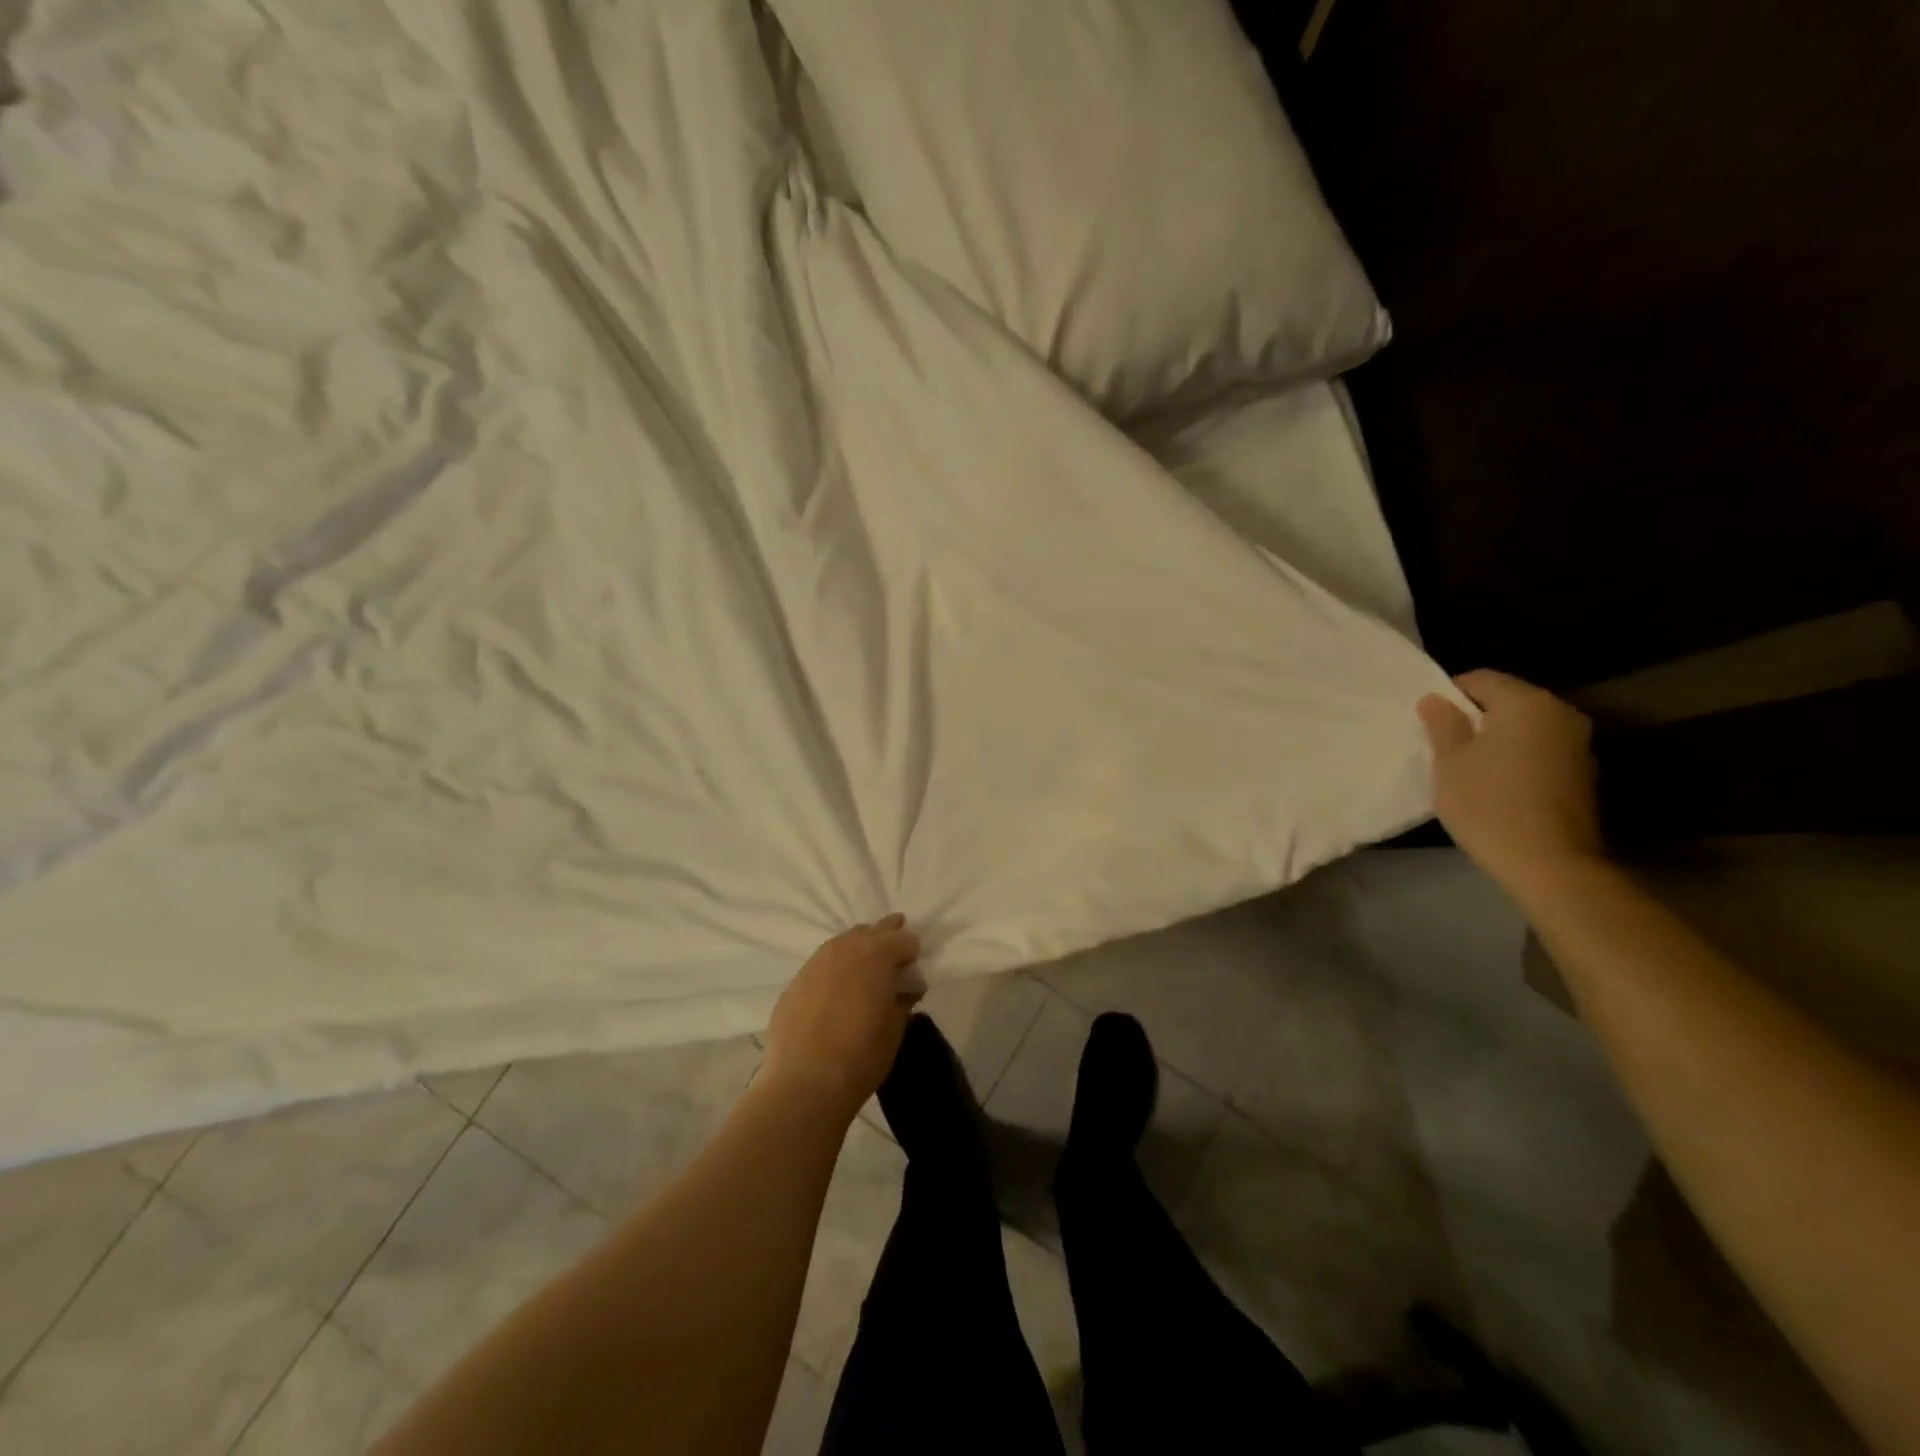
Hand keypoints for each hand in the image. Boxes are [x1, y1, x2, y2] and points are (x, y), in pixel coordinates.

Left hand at [762, 915, 920, 1120]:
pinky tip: (837, 988)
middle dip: (887, 936)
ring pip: (843, 942)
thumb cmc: (861, 1056)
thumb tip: (907, 987)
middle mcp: (845, 949)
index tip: (915, 968)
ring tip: (867, 964)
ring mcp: (816, 963)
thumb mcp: (895, 1029)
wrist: (804, 1083)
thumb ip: (903, 999)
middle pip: (872, 931)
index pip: (903, 940)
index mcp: (876, 955)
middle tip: (896, 949)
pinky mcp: (795, 982)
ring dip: (859, 948)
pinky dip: (836, 968)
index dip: (912, 952)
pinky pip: (822, 963)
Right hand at [1417, 670, 1605, 895]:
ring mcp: (1577, 744)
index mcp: (1527, 703)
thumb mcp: (1449, 762)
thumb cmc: (1488, 804)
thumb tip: (1435, 699)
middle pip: (1507, 700)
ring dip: (1496, 737)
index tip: (1427, 719)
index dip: (1449, 693)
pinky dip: (1516, 756)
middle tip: (1442, 742)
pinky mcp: (1582, 773)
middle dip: (1474, 715)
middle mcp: (1560, 713)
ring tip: (1466, 764)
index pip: (1481, 679)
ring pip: (1524, 727)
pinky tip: (1496, 783)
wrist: (1550, 863)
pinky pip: (1539, 749)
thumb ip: (1443, 724)